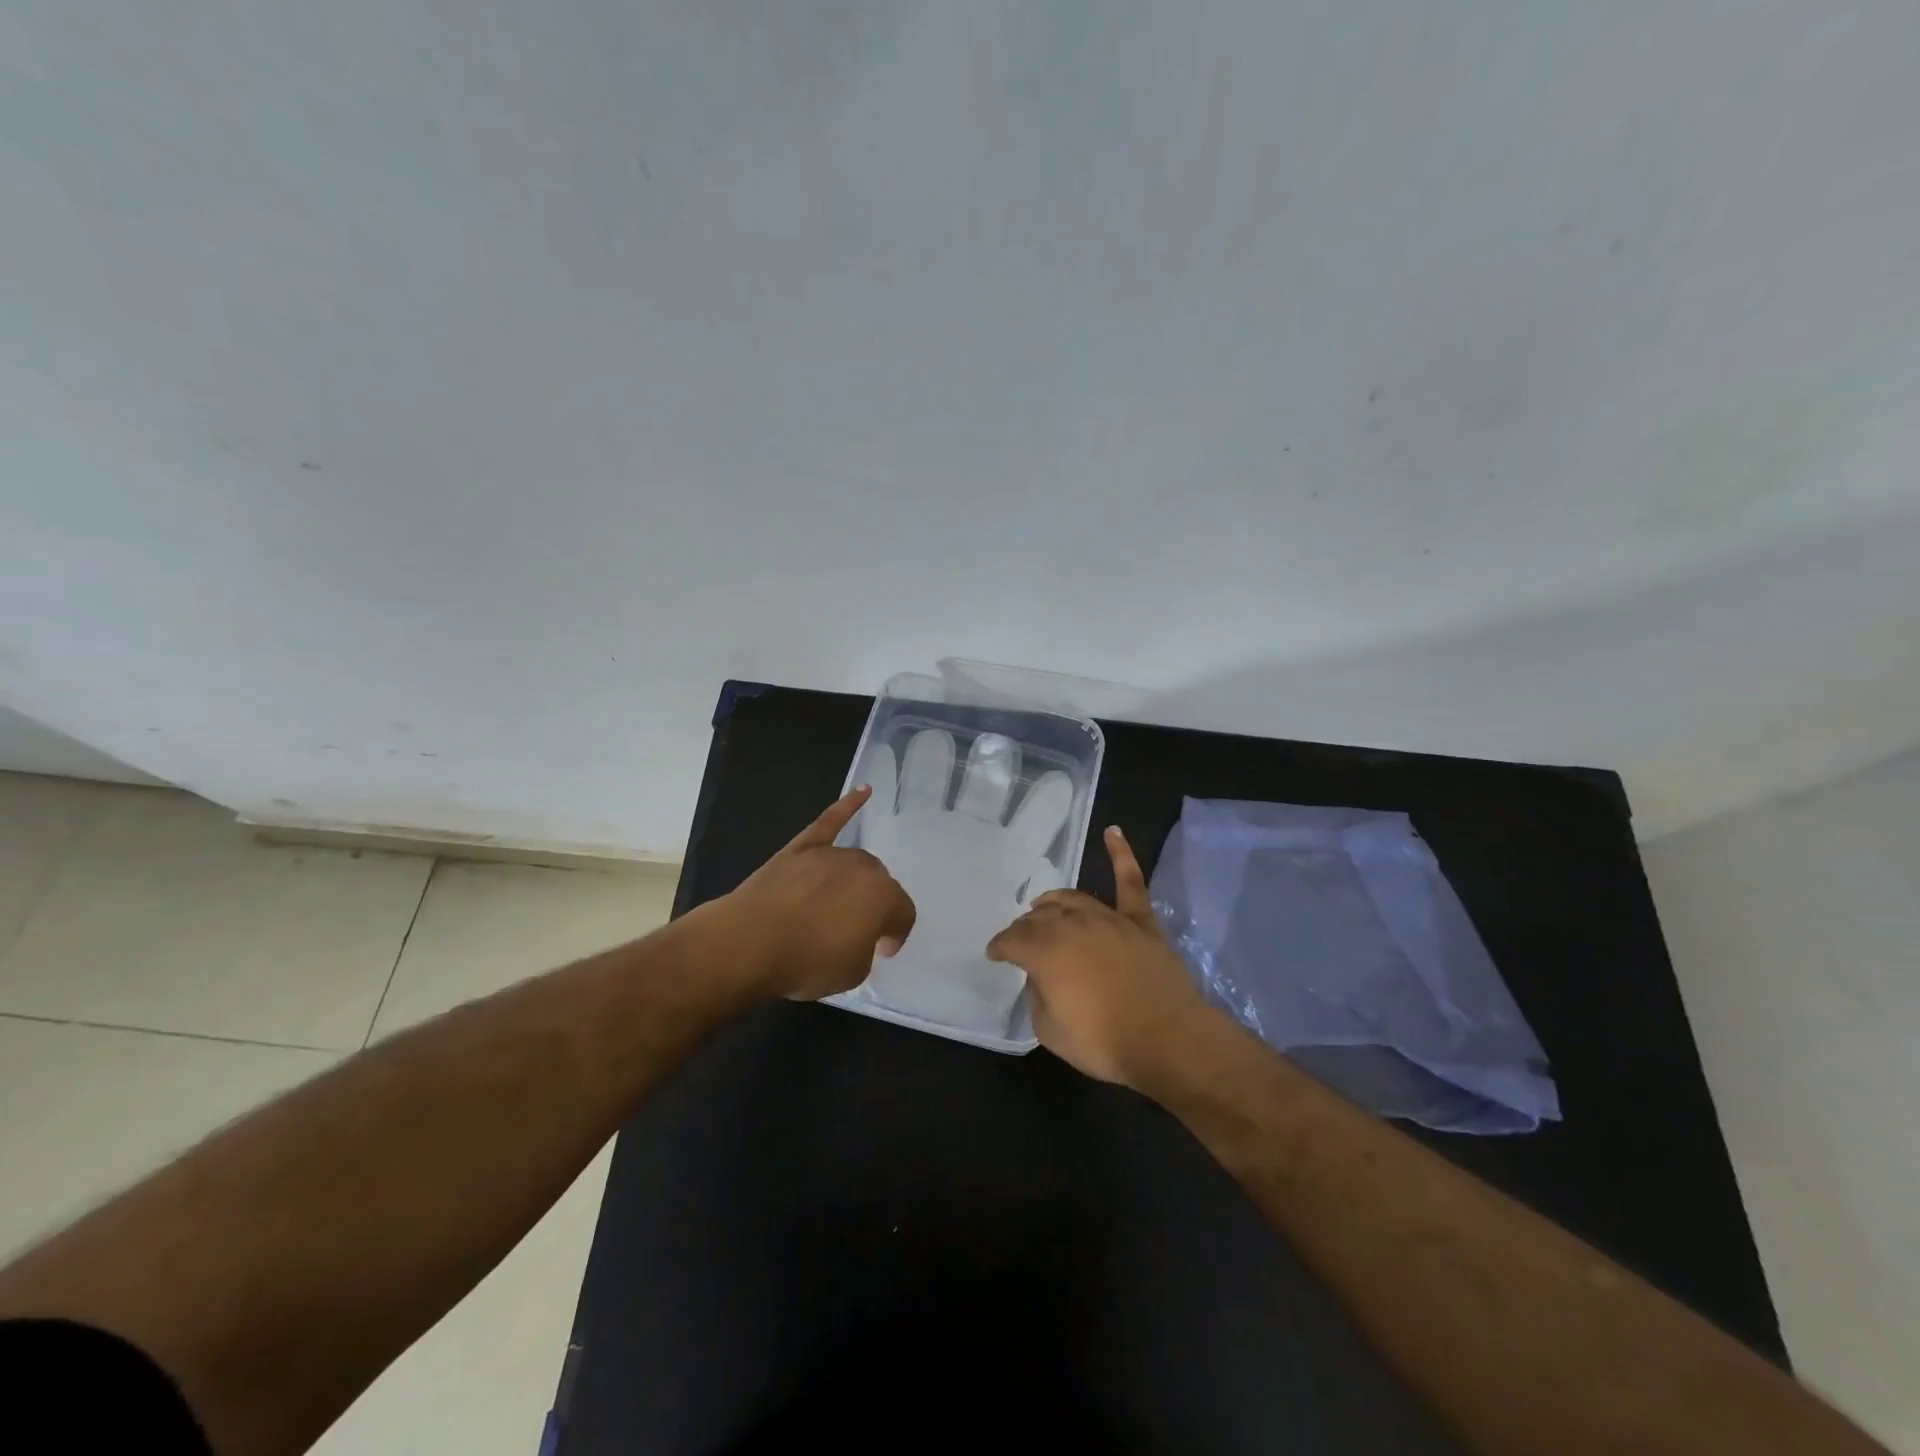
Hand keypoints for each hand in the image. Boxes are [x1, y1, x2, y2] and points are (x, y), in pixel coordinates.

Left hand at [699, 785, 916, 1002]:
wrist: (748, 943)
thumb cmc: (805, 962)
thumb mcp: (852, 972)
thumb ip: (866, 948)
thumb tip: (859, 934)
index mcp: (884, 897)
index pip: (903, 914)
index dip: (895, 934)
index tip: (880, 950)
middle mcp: (863, 868)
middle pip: (880, 884)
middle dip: (874, 906)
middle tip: (856, 931)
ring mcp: (830, 854)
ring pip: (856, 863)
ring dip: (855, 881)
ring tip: (840, 904)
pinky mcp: (801, 847)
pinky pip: (830, 822)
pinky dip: (847, 806)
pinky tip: (863, 791)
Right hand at [986, 825, 1213, 1087]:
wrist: (1167, 1040)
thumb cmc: (1104, 1041)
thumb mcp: (1050, 1030)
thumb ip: (1038, 996)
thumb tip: (1042, 977)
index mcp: (1044, 950)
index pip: (1012, 940)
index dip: (1000, 947)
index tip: (995, 954)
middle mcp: (1072, 925)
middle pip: (1040, 918)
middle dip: (1025, 927)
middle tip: (1020, 939)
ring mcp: (1108, 919)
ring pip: (1073, 899)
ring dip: (1054, 902)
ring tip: (1043, 905)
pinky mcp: (1140, 922)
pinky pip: (1130, 882)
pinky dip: (1121, 854)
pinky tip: (1113, 832)